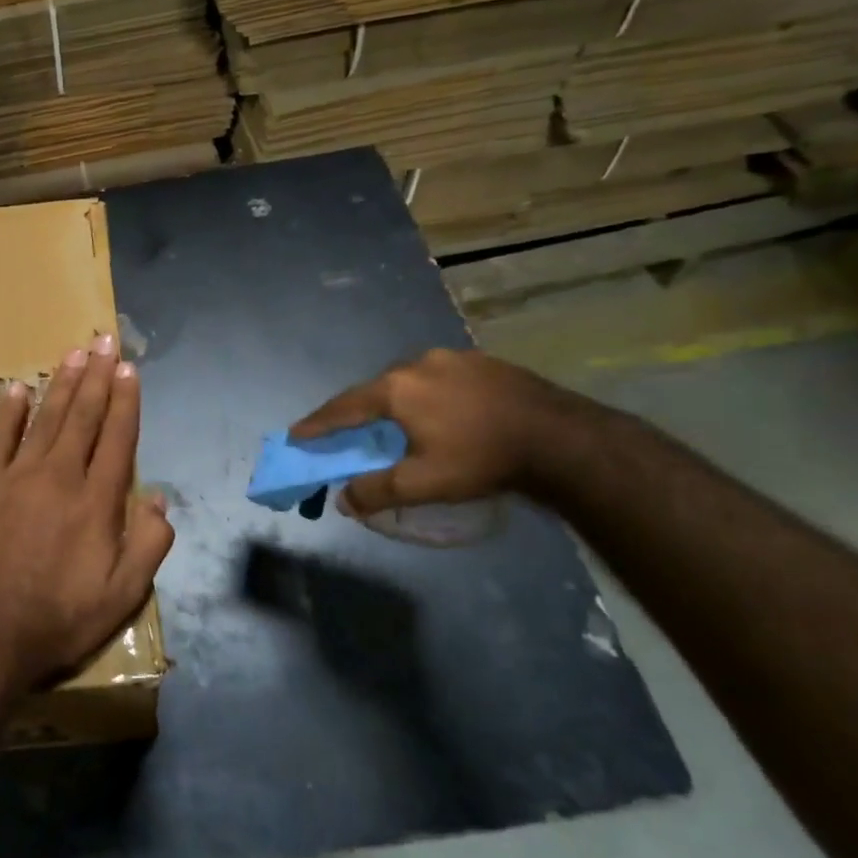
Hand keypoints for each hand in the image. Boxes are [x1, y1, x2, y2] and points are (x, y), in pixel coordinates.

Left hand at [0, 334, 174, 695]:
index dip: (125, 401)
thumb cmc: (58, 618)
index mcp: (97, 501)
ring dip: (61, 382)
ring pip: (46, 418)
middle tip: (104, 341)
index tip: (129, 369)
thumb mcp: (122, 595)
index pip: (118, 438)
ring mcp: (16, 476)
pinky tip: (18, 389)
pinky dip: (10, 411)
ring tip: (74, 353)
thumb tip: (160, 497)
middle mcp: (59, 476)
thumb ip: (149, 543)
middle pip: (83, 415)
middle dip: (97, 376)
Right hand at [290, 349, 582, 516]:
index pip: (343, 407)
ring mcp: (452, 357)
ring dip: (396, 401)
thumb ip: (376, 490)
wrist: (561, 438)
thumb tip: (342, 500)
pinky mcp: (482, 361)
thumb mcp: (424, 483)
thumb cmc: (482, 458)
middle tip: (349, 431)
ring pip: (408, 380)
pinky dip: (428, 395)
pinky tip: (442, 412)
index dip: (317, 423)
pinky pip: (439, 378)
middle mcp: (417, 364)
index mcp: (395, 389)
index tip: (296, 434)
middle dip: (358, 412)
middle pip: (374, 390)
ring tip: (399, 423)